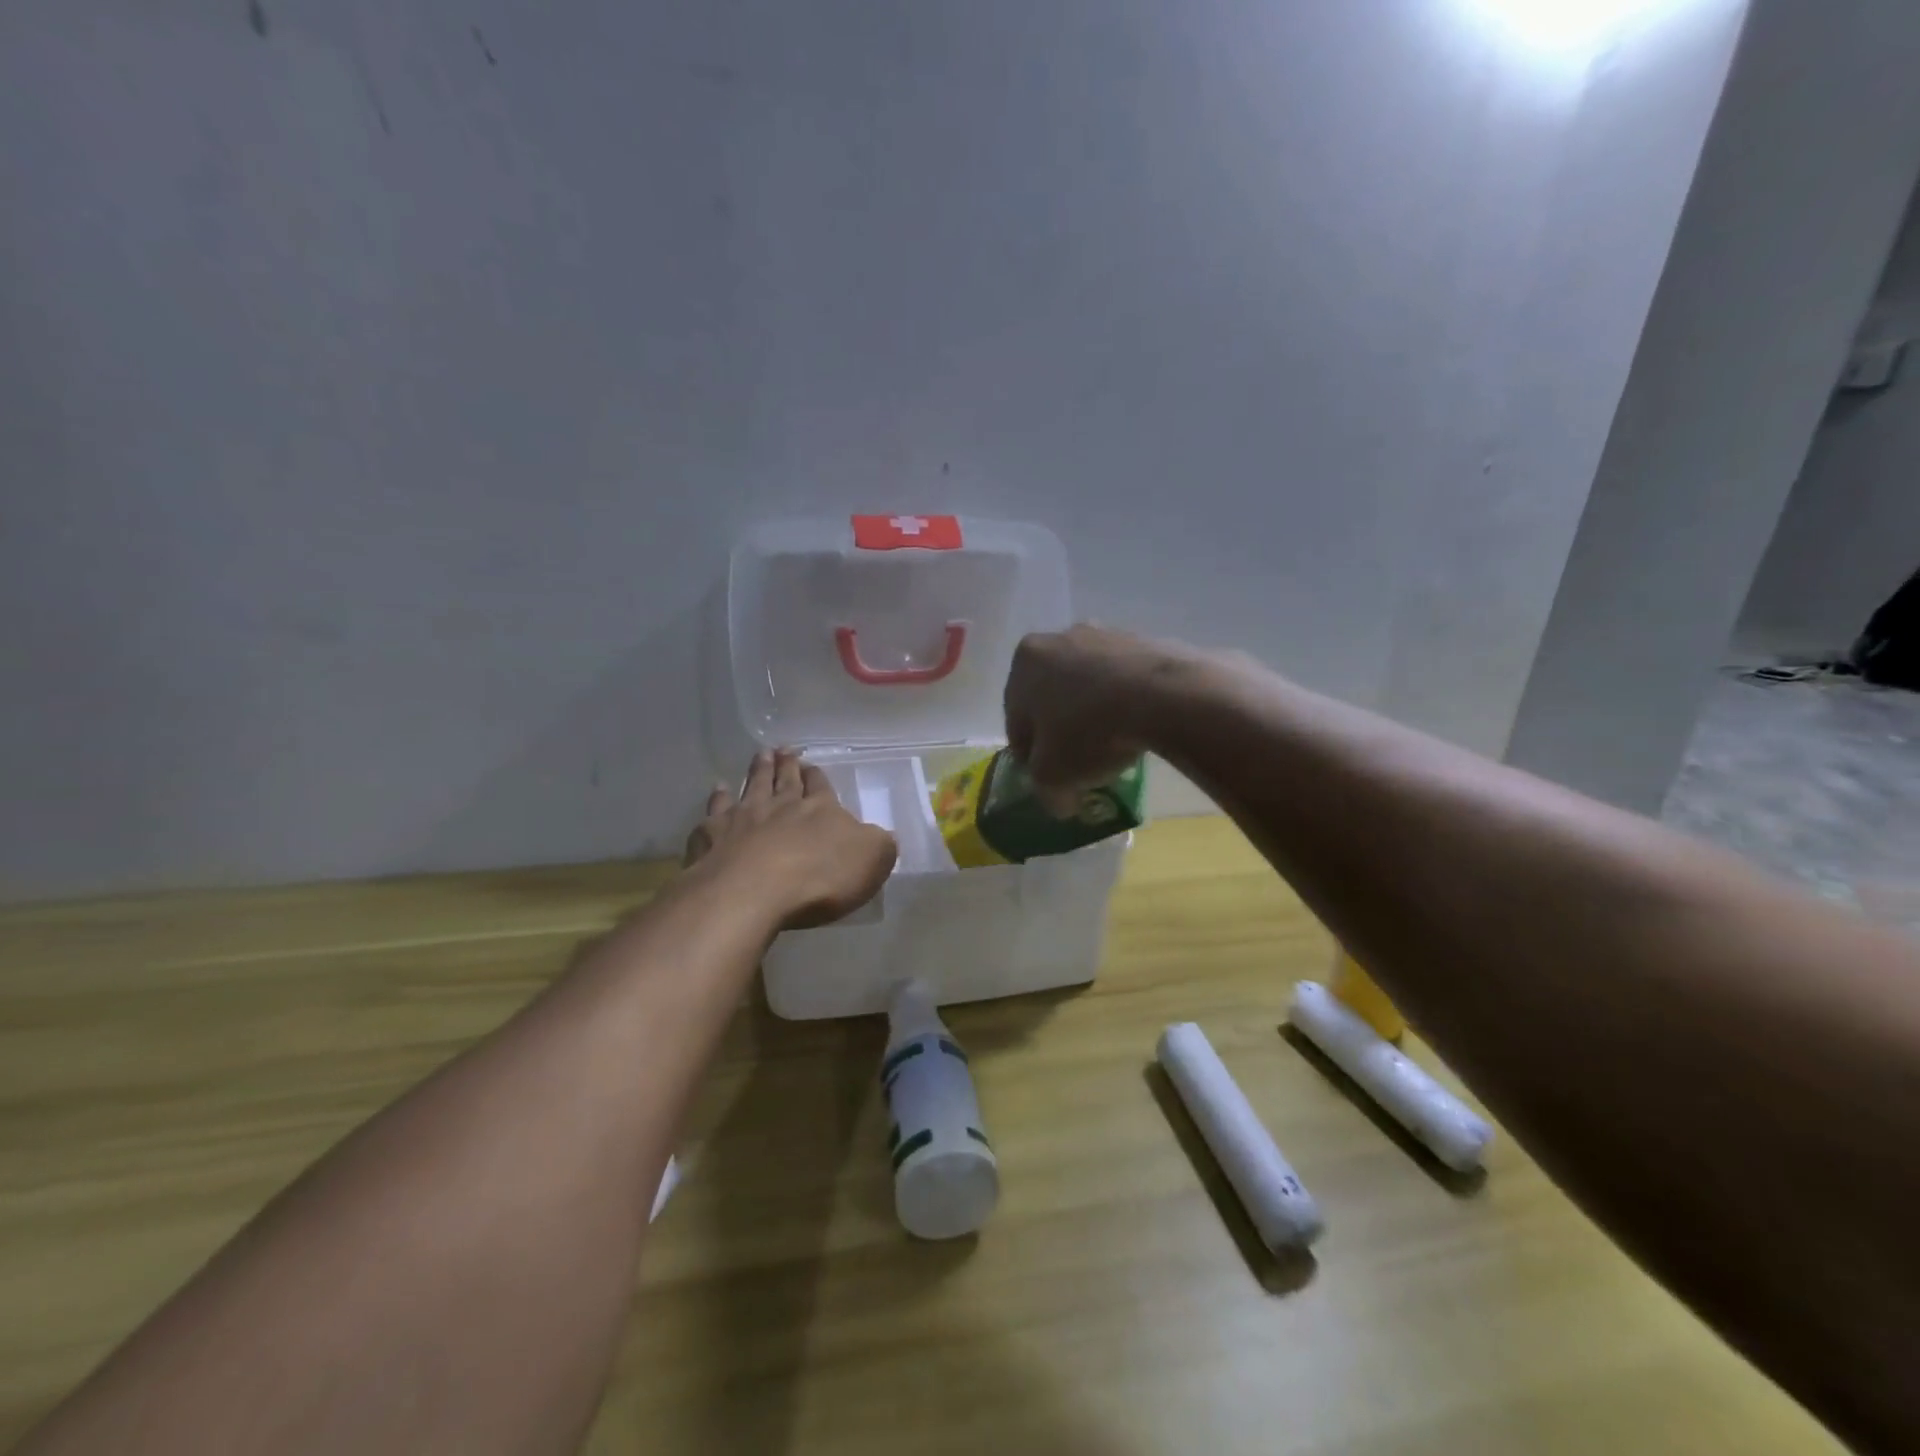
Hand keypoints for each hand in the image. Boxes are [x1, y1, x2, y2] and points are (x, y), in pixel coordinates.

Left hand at [684, 749, 897, 930]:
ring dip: (757, 770)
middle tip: (783, 749)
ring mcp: (744, 817)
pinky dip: (717, 797)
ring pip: (752, 785)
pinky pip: (716, 810)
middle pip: (785, 779)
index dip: (818, 777)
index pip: (821, 787)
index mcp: (821, 810)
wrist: (752, 891)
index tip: (812, 765)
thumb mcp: (871, 861)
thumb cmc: (819, 878)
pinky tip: (718, 790)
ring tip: (759, 754)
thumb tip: (885, 836)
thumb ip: (879, 845)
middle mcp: (782, 805)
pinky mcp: (713, 834)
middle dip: (786, 764)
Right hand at [1003, 625, 1190, 812]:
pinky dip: (1125, 703)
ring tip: (1114, 748)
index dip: (1030, 755)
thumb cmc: (1088, 732)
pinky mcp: (1144, 641)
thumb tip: (1060, 802)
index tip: (1048, 778)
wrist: (1163, 697)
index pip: (1016, 720)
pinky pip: (1124, 681)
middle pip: (1052, 696)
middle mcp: (1059, 638)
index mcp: (1025, 662)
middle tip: (1079, 763)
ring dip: (1094, 713)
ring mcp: (1104, 634)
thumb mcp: (1052, 777)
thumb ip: (1045, 791)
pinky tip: (1138, 728)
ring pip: (1088, 686)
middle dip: (1062, 728)